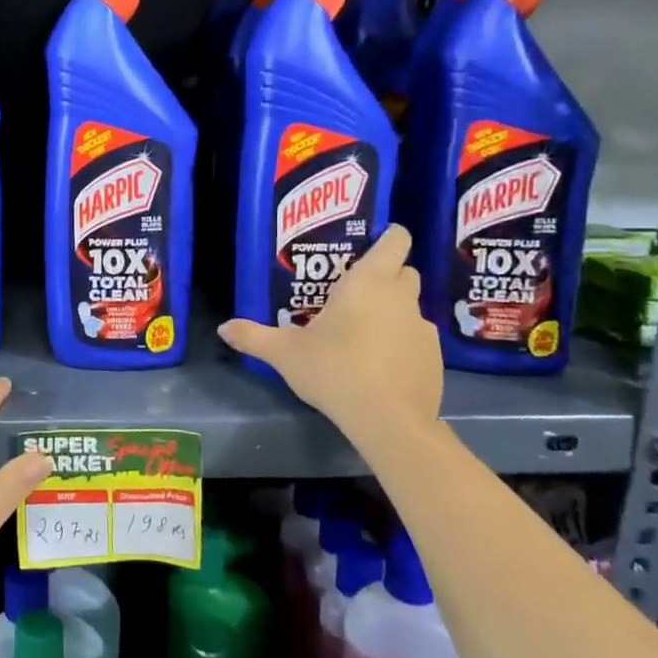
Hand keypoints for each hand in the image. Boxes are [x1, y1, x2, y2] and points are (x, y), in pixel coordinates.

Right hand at [218, 224, 442, 436]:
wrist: (387, 420)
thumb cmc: (334, 370)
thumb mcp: (285, 353)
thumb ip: (254, 337)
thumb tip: (223, 328)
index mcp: (367, 283)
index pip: (395, 241)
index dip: (390, 237)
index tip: (375, 243)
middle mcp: (400, 298)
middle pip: (405, 272)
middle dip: (387, 275)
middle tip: (356, 292)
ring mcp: (423, 328)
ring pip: (411, 307)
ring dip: (394, 312)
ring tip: (365, 333)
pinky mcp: (434, 358)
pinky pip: (417, 339)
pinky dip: (403, 343)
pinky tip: (382, 365)